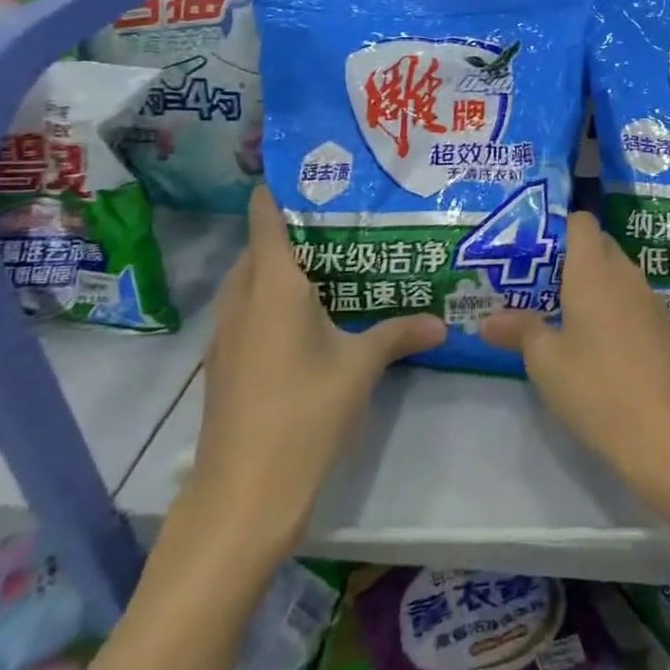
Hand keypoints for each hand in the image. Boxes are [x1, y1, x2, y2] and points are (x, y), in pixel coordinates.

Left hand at [182, 186, 445, 560]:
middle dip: (295, 228)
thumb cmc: (304, 415)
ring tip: (336, 260)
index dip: (283, 189)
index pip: (266, 217)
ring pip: (252, 280)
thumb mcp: (361, 368)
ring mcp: (227, 334)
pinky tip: (313, 316)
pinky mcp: (226, 364)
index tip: (318, 172)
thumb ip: (400, 334)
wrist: (242, 497)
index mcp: (273, 286)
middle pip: (260, 246)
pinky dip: (275, 299)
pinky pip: (250, 311)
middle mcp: (242, 300)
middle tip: (347, 218)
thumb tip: (443, 321)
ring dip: (284, 266)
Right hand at [481, 212, 669, 504]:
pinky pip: (630, 301)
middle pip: (599, 245)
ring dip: (591, 284)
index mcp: (594, 270)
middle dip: (569, 256)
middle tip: (535, 281)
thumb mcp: (546, 362)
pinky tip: (593, 341)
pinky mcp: (663, 329)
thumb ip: (519, 331)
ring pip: (616, 274)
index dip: (558, 224)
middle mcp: (625, 275)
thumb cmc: (598, 387)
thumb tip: (487, 321)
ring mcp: (649, 301)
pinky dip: (610, 307)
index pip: (581, 222)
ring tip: (557, 310)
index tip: (531, 244)